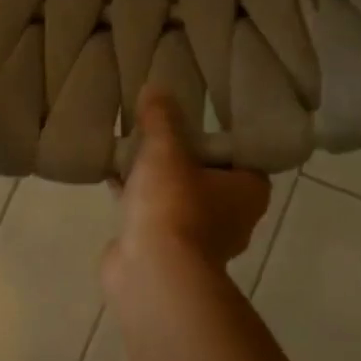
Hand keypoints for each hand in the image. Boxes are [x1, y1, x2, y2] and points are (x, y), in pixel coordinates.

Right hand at [107, 87, 269, 278]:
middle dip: (180, 156)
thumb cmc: (174, 207)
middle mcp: (231, 217)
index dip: (216, 136)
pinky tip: (112, 177)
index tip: (192, 117)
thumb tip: (155, 87)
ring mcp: (198, 238)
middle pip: (205, 176)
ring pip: (177, 197)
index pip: (239, 154)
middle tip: (157, 128)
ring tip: (129, 148)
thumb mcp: (166, 150)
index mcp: (248, 191)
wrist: (151, 273)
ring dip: (156, 179)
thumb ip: (161, 119)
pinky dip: (137, 199)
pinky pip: (152, 215)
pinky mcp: (166, 251)